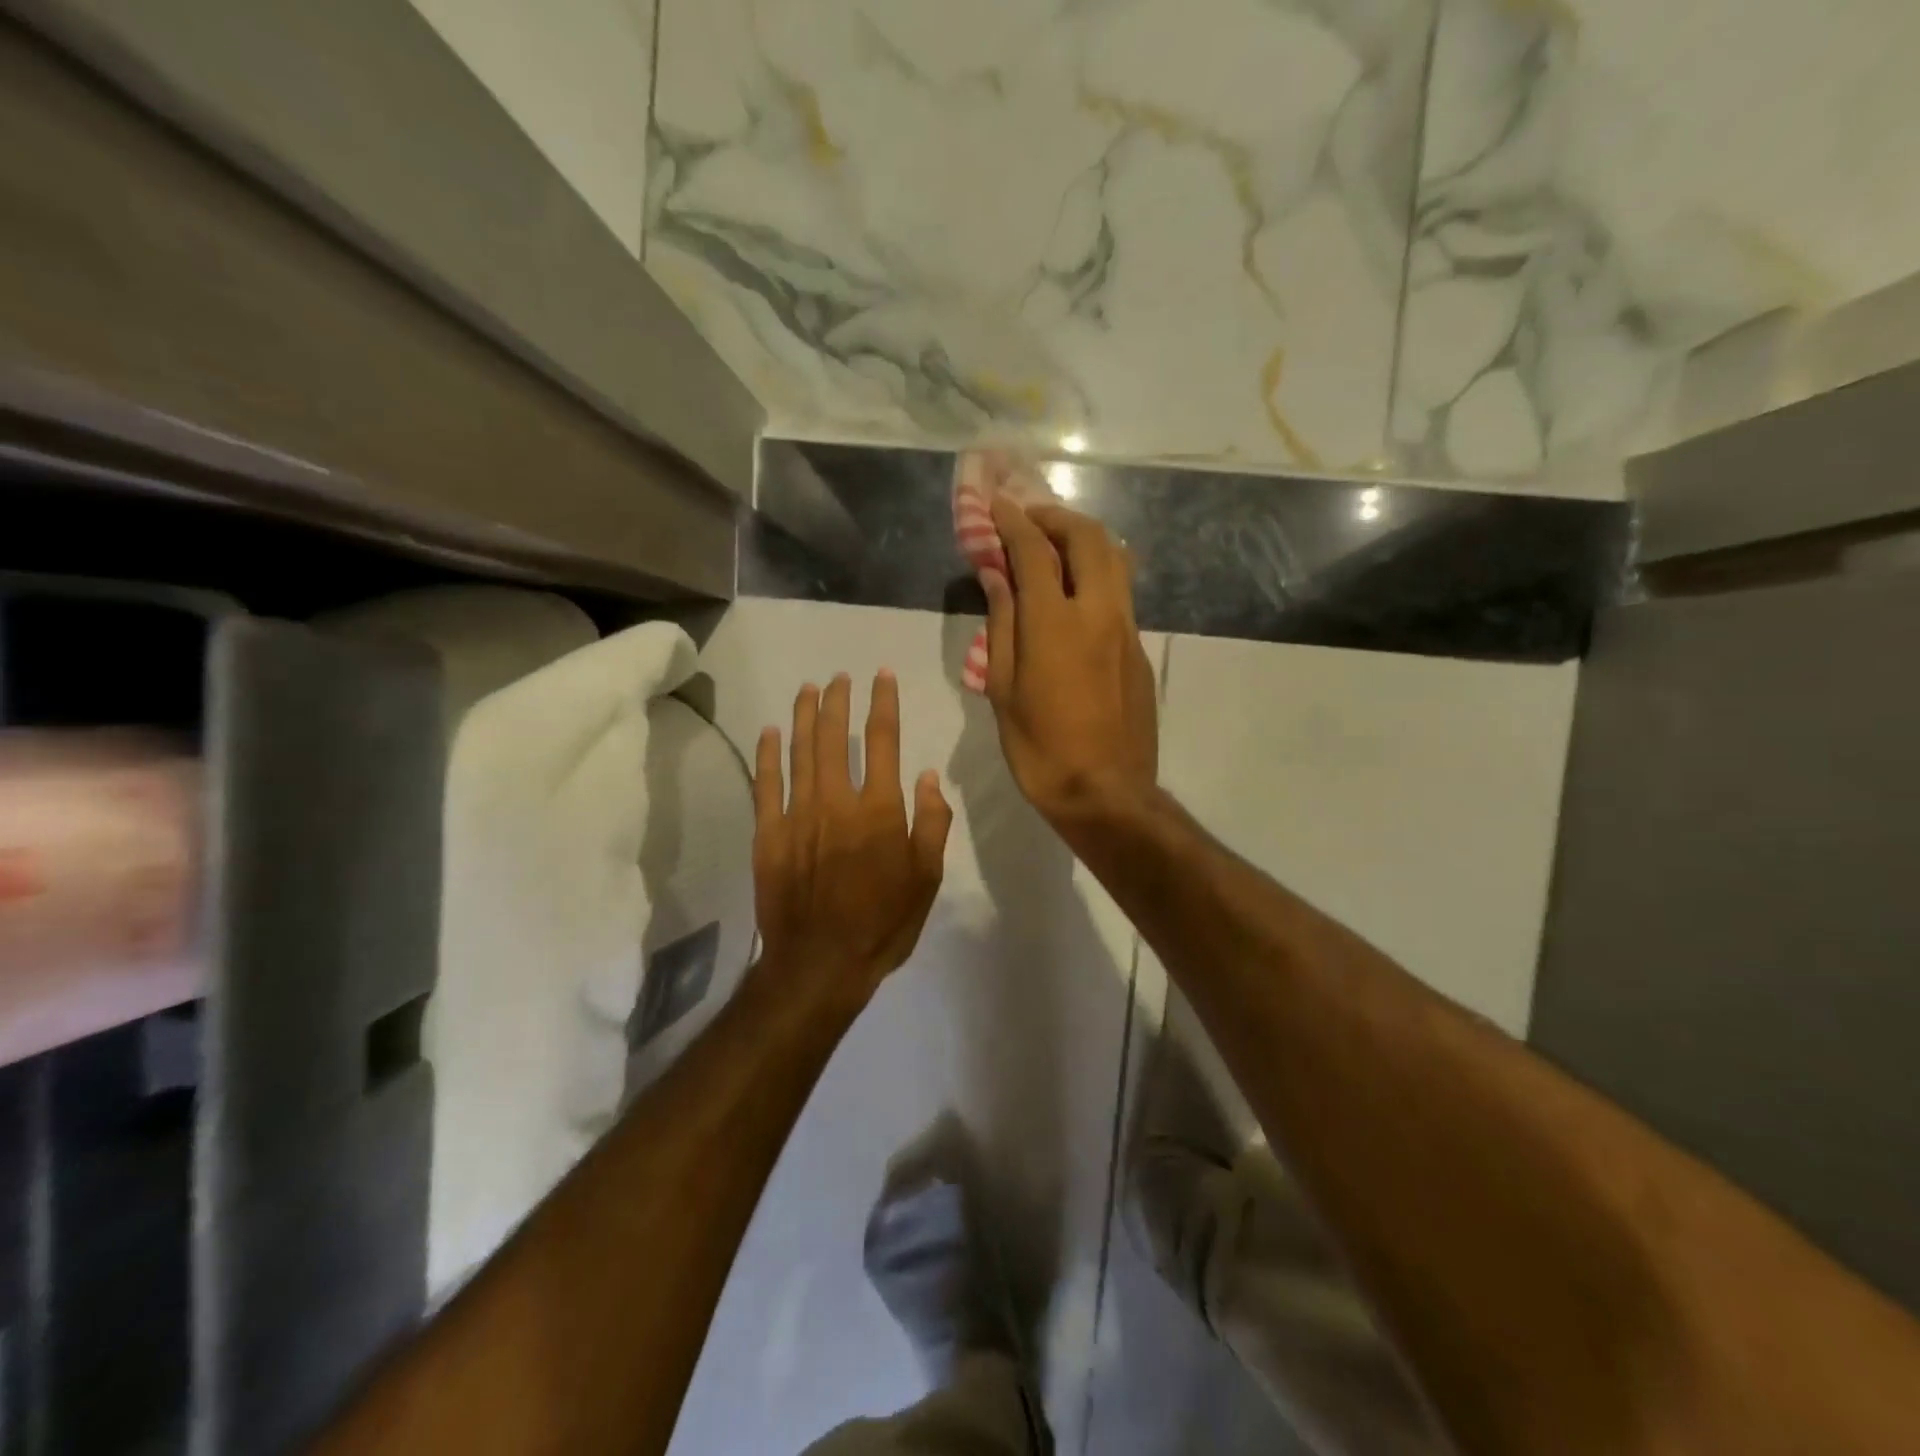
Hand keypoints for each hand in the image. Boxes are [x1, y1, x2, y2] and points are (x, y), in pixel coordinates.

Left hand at [752, 671, 952, 1008]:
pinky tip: (771, 731)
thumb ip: (932, 823)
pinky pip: (766, 784)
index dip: (883, 703)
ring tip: (809, 689)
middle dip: (839, 700)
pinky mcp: (769, 834)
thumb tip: (927, 776)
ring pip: (801, 751)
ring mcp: (798, 814)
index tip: (881, 676)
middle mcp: (838, 801)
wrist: (820, 964)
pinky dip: (768, 754)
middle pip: (836, 736)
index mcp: (880, 810)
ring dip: (805, 716)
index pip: (884, 741)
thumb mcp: (927, 879)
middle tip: (840, 677)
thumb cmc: (883, 923)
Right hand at [979, 498, 1158, 834]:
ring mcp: (1127, 629)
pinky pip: (1121, 591)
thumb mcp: (1003, 690)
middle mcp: (1099, 612)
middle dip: (1056, 517)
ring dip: (1083, 539)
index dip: (1012, 522)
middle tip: (1029, 519)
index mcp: (1056, 623)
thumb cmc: (1041, 749)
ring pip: (1115, 559)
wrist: (1107, 793)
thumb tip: (998, 576)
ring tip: (1054, 546)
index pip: (1034, 551)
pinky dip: (1097, 572)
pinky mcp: (1140, 649)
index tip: (996, 506)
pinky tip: (1075, 592)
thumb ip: (1002, 624)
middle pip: (1088, 538)